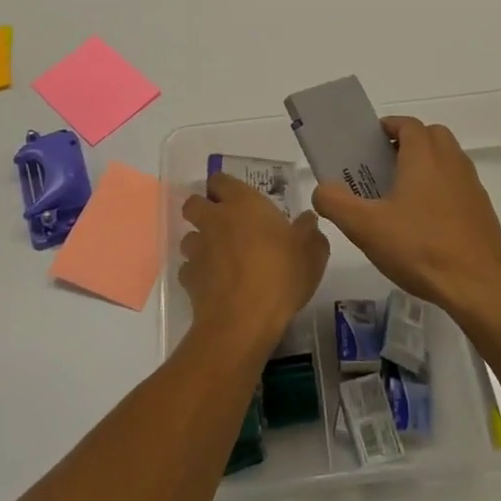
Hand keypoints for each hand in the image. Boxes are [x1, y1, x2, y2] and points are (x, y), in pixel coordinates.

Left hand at [179, 173, 329, 354]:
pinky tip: (215, 285)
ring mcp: (198, 249)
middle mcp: (214, 219)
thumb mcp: (312, 251)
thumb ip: (309, 231)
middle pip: (194, 203)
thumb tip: (307, 220)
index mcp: (243, 203)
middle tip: (225, 225)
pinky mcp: (188, 278)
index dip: (224, 187)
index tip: (237, 199)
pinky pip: (189, 269)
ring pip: (189, 237)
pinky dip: (198, 274)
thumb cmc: (281, 274)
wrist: (244, 320)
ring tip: (220, 258)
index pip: (220, 180)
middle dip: (203, 210)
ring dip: (201, 243)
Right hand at [311, 116, 500, 324]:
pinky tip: (426, 222)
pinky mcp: (483, 211)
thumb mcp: (365, 228)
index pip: (408, 124)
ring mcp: (472, 186)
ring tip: (403, 195)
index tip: (369, 143)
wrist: (479, 286)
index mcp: (424, 156)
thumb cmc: (420, 247)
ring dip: (427, 165)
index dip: (388, 127)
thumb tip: (322, 190)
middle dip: (409, 142)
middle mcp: (451, 162)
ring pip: (448, 160)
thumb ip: (335, 203)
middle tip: (385, 165)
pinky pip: (459, 186)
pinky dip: (443, 189)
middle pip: (432, 135)